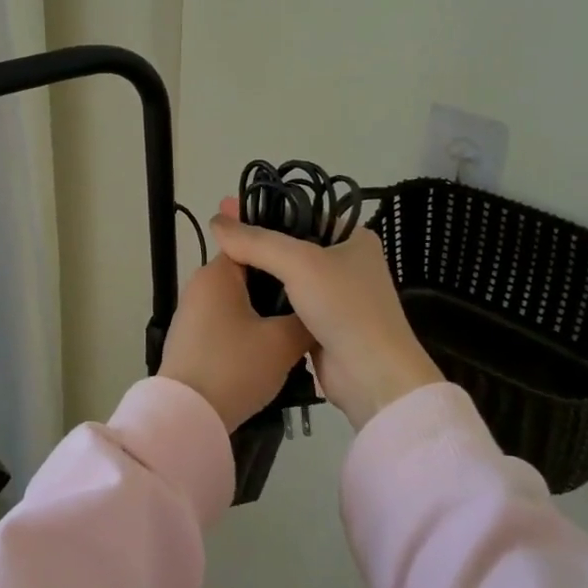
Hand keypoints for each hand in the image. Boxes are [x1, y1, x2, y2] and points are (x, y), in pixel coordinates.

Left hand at [158, 254, 313, 431]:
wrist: (188, 417)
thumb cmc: (234, 367)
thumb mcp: (282, 343)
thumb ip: (306, 320)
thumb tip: (318, 311)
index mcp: (217, 273)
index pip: (255, 245)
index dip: (286, 254)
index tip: (314, 269)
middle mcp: (200, 285)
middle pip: (249, 274)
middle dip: (280, 287)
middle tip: (314, 301)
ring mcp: (192, 313)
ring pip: (240, 301)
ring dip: (266, 312)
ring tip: (300, 326)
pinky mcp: (191, 339)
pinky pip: (227, 322)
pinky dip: (249, 329)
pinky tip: (272, 348)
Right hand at [210, 198, 442, 430]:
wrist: (372, 376)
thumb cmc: (344, 307)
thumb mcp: (299, 263)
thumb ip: (255, 241)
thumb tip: (216, 221)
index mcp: (353, 237)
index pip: (301, 214)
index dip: (263, 213)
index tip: (226, 211)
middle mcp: (346, 262)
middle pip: (291, 245)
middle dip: (256, 243)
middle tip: (217, 237)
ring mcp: (335, 296)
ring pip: (287, 276)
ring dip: (258, 273)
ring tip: (219, 263)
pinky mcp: (322, 324)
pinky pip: (286, 303)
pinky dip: (265, 300)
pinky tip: (235, 294)